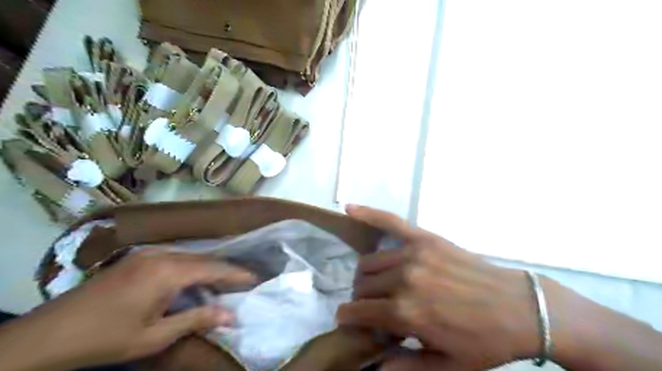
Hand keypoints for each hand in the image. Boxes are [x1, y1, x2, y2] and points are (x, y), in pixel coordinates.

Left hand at [0, 249, 254, 370]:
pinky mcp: (139, 257)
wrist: (48, 333)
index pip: (214, 268)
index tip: (255, 278)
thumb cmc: (107, 337)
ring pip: (191, 255)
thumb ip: (198, 319)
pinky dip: (191, 265)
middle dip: (225, 270)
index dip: (236, 274)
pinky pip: (176, 256)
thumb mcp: (156, 335)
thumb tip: (232, 315)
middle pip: (204, 259)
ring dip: (208, 267)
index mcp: (169, 272)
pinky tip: (194, 276)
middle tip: (243, 280)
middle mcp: (162, 255)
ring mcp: (149, 253)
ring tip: (223, 280)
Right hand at [339, 205, 540, 370]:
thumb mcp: (446, 367)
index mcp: (406, 312)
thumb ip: (405, 367)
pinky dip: (368, 213)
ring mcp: (413, 252)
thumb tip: (372, 364)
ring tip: (379, 284)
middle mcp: (403, 279)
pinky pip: (390, 221)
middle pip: (363, 285)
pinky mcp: (424, 237)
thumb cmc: (483, 341)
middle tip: (374, 307)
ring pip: (370, 261)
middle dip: (361, 298)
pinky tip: (349, 208)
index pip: (359, 311)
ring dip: (367, 275)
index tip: (346, 320)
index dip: (348, 317)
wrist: (520, 308)